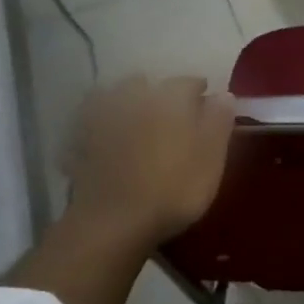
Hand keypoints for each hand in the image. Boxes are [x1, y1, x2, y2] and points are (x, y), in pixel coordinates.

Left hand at [60, 76, 233, 243]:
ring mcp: (101, 118)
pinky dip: (101, 125)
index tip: (209, 105)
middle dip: (161, 94)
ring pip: (115, 97)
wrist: (115, 221)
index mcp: (170, 98)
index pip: (189, 82)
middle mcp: (133, 97)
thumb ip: (219, 122)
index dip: (201, 92)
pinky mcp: (78, 142)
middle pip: (147, 84)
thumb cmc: (174, 188)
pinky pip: (91, 122)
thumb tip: (224, 94)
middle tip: (173, 117)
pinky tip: (108, 139)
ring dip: (128, 103)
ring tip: (138, 124)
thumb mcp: (211, 158)